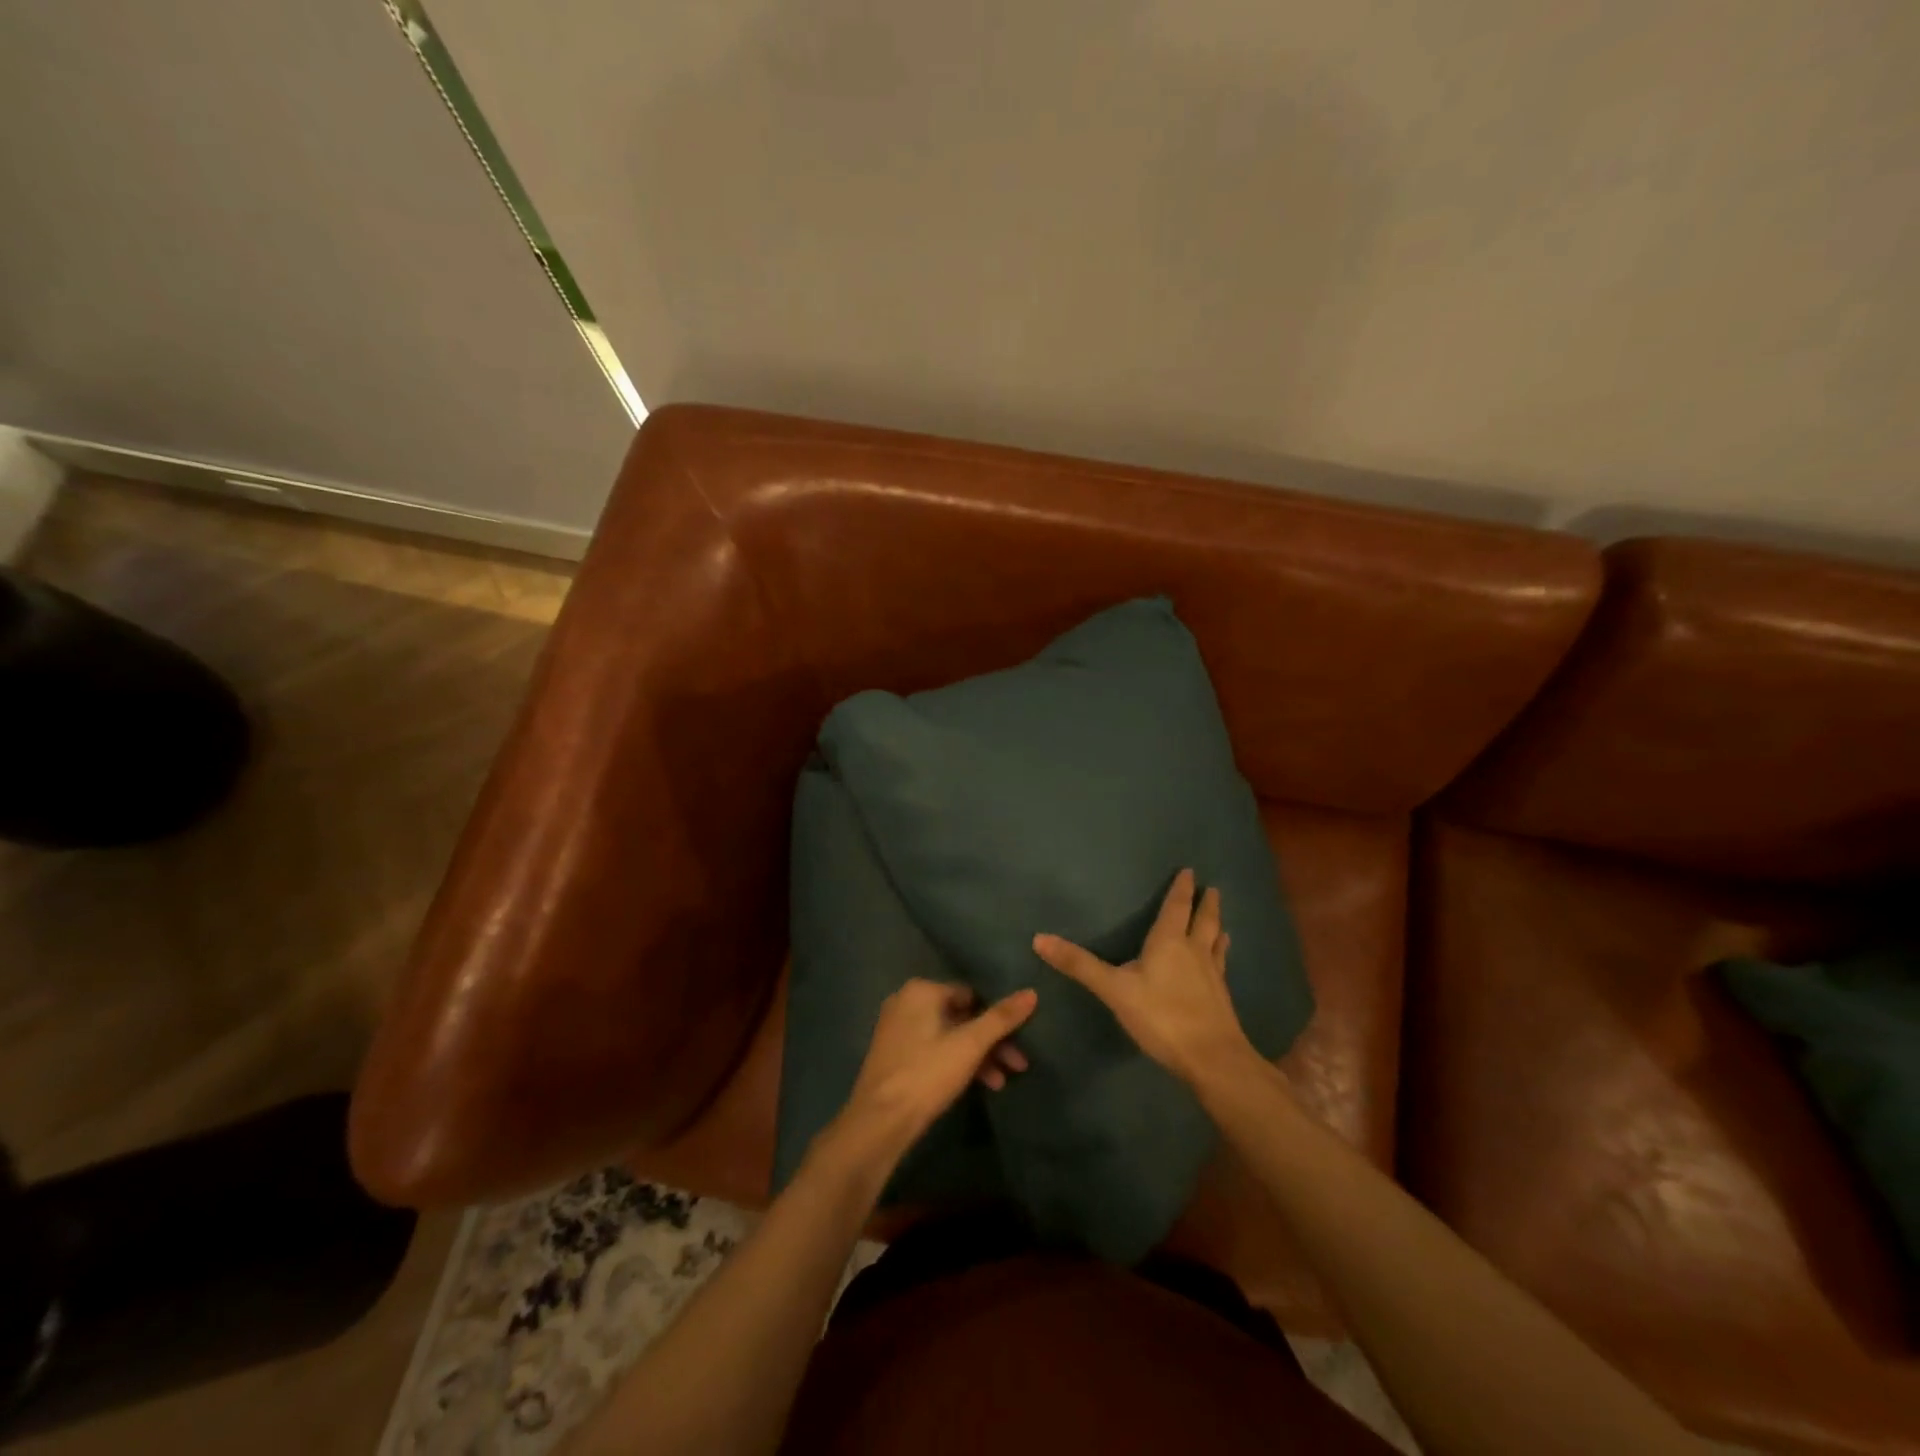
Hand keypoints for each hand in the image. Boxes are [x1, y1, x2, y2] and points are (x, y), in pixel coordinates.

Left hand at [834, 979, 1036, 1157]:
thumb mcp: (970, 1045)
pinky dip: (956, 1062)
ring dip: (977, 1056)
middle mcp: (907, 1001)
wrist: (879, 1121)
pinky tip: (978, 1085)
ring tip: (1002, 1082)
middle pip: (961, 1016)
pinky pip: (934, 1049)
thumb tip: (1031, 992)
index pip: (971, 994)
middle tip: (1018, 1065)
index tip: (1020, 1041)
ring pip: (949, 1035)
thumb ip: (1001, 1018)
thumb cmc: (926, 1074)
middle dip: (991, 1042)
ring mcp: (898, 1028)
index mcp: (922, 990)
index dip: (998, 1018)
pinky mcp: (895, 1053)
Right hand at [1032, 869, 1253, 1086]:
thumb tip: (1039, 938)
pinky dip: (1221, 956)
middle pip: (1203, 921)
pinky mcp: (1221, 999)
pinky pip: (1221, 966)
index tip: (1189, 871)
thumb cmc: (1161, 1016)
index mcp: (1169, 942)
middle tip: (1212, 888)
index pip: (1176, 907)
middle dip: (1206, 904)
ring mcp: (1212, 975)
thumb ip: (1079, 965)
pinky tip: (1221, 963)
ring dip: (1217, 928)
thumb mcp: (1114, 989)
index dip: (1181, 889)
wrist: (1212, 1059)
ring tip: (1221, 921)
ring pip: (1216, 942)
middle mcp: (1194, 952)